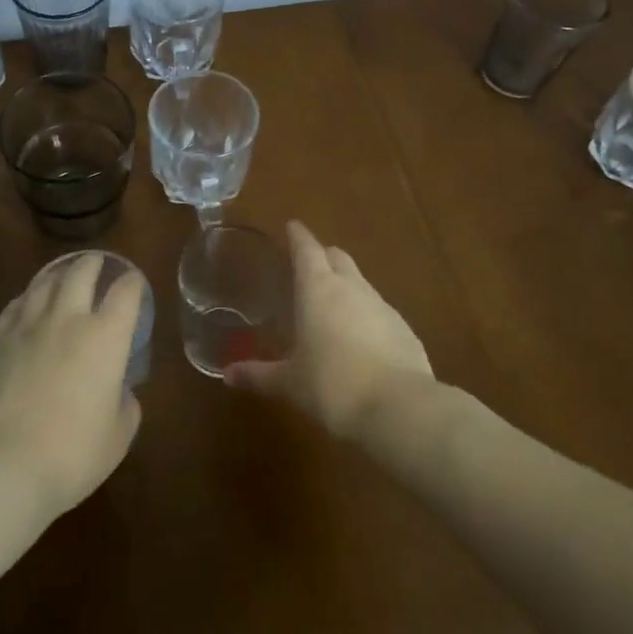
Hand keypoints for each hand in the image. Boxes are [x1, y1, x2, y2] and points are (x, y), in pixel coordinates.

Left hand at [0, 254, 142, 520]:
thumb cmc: (70, 455)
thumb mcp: (118, 437)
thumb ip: (126, 404)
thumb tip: (118, 389)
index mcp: (107, 337)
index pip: (125, 292)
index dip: (133, 283)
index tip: (134, 284)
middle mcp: (69, 318)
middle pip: (82, 272)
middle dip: (95, 263)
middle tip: (98, 263)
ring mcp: (28, 325)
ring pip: (46, 281)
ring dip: (60, 272)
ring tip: (64, 274)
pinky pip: (16, 303)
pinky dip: (29, 296)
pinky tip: (29, 301)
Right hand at [225, 221, 434, 440]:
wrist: (399, 408)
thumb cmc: (332, 386)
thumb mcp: (290, 383)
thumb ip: (259, 375)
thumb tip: (228, 374)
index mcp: (318, 289)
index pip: (307, 249)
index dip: (298, 236)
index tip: (292, 226)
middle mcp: (351, 288)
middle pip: (337, 257)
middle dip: (323, 255)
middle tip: (309, 264)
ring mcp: (382, 306)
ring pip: (361, 282)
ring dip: (346, 286)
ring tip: (332, 305)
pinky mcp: (404, 329)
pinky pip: (379, 311)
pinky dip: (366, 315)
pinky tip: (360, 339)